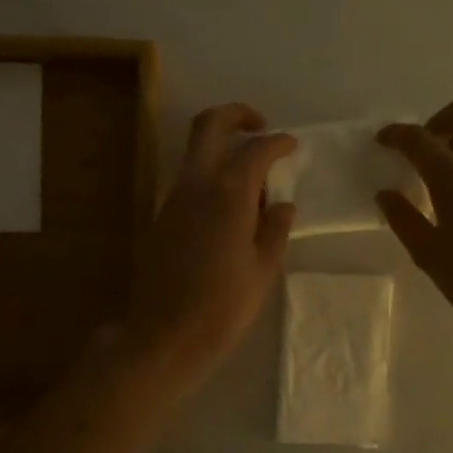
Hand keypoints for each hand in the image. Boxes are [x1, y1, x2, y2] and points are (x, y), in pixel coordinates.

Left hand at [119, 103, 295, 393]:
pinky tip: (231, 208)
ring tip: (253, 178)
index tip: (292, 145)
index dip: (277, 142)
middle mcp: (195, 186)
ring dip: (222, 148)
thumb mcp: (263, 269)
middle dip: (235, 115)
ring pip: (196, 153)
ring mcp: (173, 200)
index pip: (255, 150)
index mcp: (227, 195)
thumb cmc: (223, 307)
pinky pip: (189, 181)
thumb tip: (282, 204)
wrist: (164, 337)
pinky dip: (211, 176)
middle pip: (208, 126)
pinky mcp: (161, 218)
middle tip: (261, 127)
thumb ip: (275, 229)